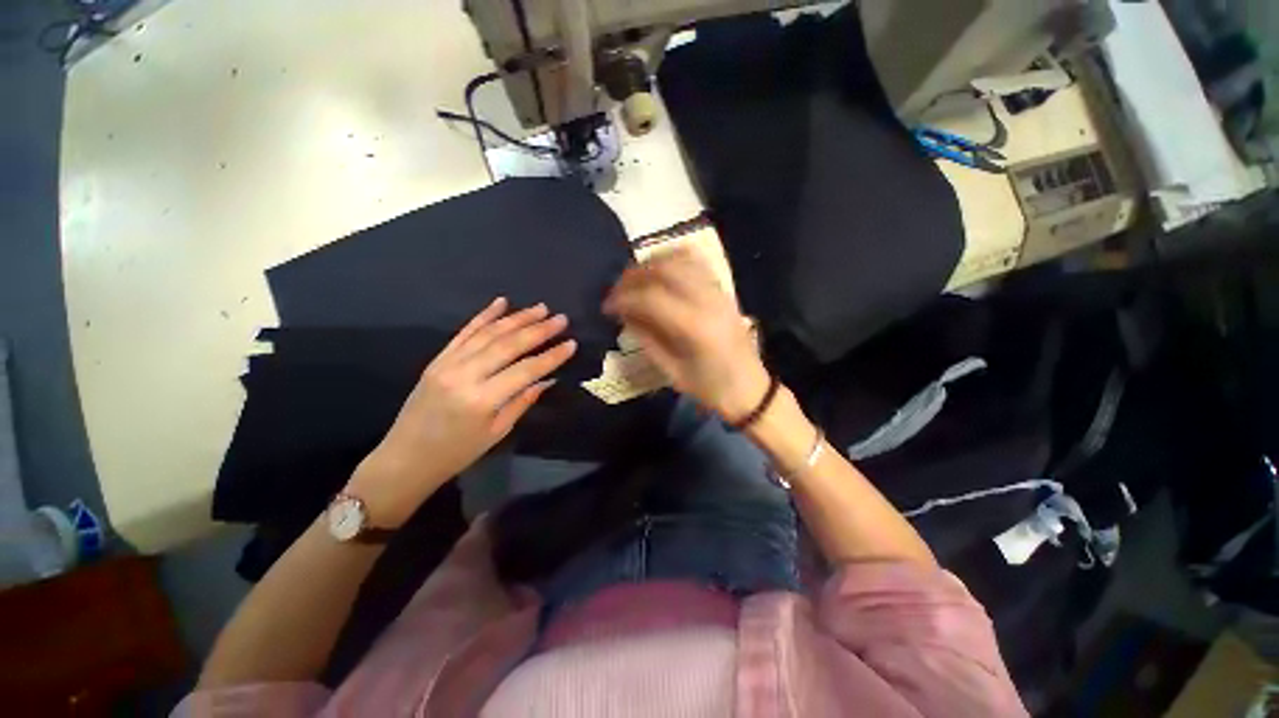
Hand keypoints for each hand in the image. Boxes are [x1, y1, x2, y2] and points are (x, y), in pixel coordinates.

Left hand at [347, 298, 575, 526]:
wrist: (406, 457)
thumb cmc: (458, 452)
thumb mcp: (497, 432)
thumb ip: (523, 401)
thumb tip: (548, 378)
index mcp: (482, 399)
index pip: (526, 370)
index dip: (551, 356)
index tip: (572, 343)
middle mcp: (465, 375)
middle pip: (508, 345)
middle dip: (538, 329)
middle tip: (561, 318)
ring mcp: (448, 363)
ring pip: (488, 333)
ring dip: (517, 318)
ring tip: (540, 308)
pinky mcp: (438, 358)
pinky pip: (464, 332)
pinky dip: (484, 316)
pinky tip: (501, 303)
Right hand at [604, 250, 769, 421]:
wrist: (749, 388)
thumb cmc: (709, 388)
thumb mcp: (671, 371)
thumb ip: (646, 338)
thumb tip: (624, 313)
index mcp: (694, 327)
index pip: (650, 298)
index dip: (623, 298)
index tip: (606, 307)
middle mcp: (707, 301)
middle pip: (664, 270)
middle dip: (634, 275)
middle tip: (616, 289)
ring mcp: (718, 291)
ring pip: (680, 259)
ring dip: (652, 263)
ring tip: (634, 278)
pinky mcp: (723, 290)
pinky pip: (697, 261)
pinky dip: (674, 259)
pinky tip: (660, 269)